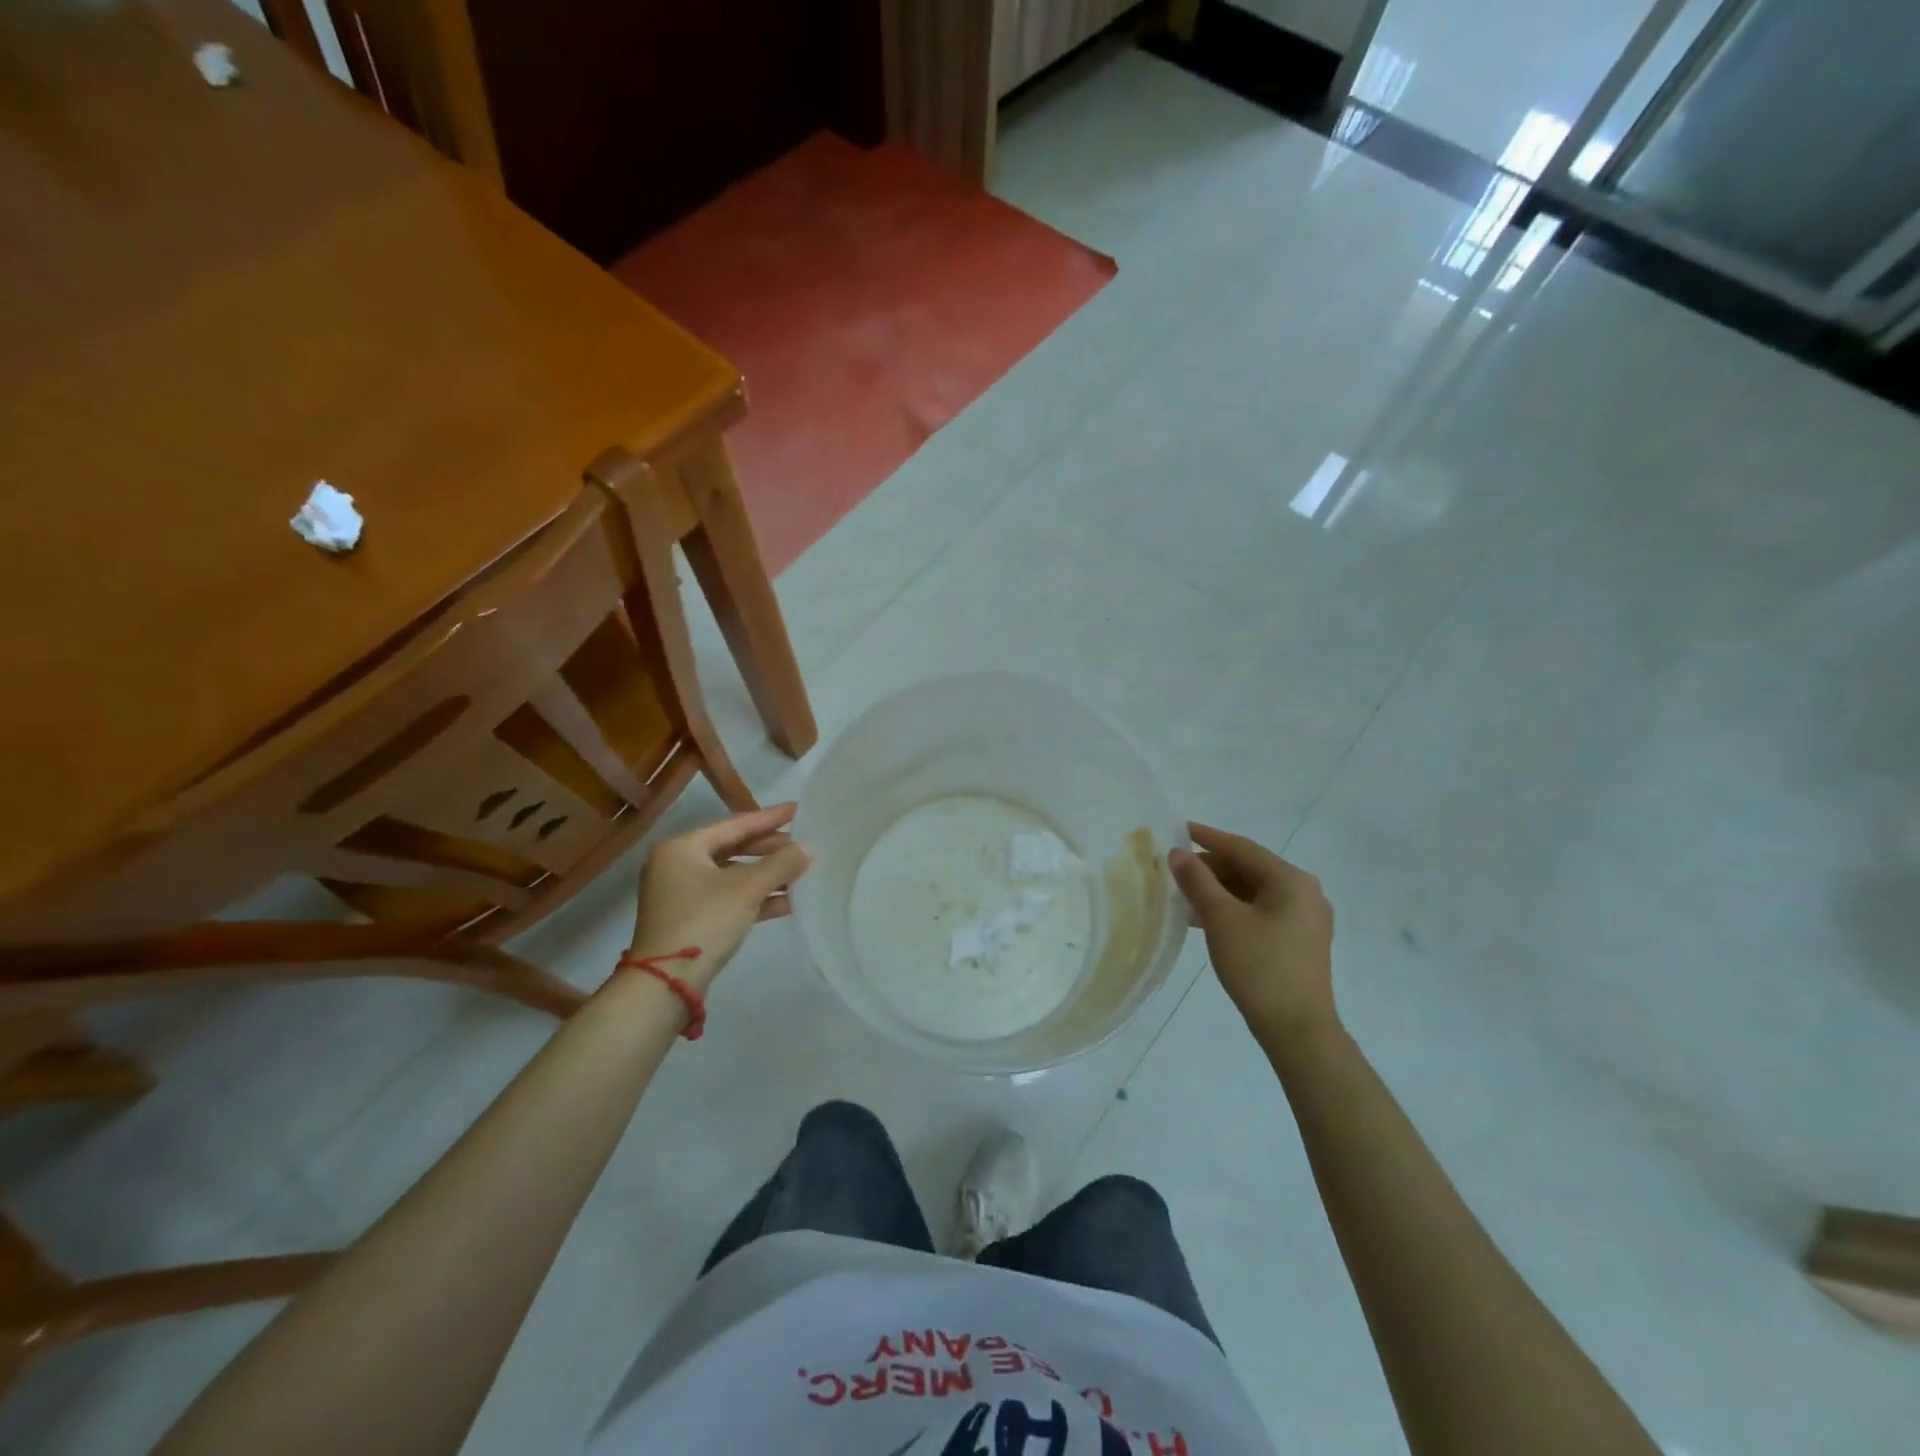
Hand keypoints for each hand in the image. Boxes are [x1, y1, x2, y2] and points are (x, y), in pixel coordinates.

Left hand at [628, 804, 812, 987]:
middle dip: (769, 849)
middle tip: (803, 844)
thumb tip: (809, 848)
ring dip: (766, 876)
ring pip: (732, 876)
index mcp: (682, 847)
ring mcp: (682, 895)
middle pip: (733, 849)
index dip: (769, 818)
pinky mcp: (690, 920)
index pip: (734, 824)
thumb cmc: (704, 921)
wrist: (666, 983)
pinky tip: (787, 902)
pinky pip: (728, 899)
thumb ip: (780, 865)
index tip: (798, 810)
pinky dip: (755, 898)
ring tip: (801, 873)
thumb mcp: (747, 889)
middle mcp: (677, 865)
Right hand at [1169, 822, 1335, 1046]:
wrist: (1298, 1030)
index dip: (1207, 838)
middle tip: (1174, 870)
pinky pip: (1260, 911)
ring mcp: (1305, 918)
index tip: (1178, 829)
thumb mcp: (1221, 920)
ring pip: (1253, 892)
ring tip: (1183, 895)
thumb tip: (1177, 853)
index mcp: (1291, 880)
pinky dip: (1232, 909)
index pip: (1242, 848)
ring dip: (1218, 890)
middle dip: (1210, 868)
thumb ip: (1197, 881)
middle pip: (1249, 868)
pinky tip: (1204, 919)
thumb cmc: (1260, 967)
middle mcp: (1304, 892)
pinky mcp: (1299, 941)